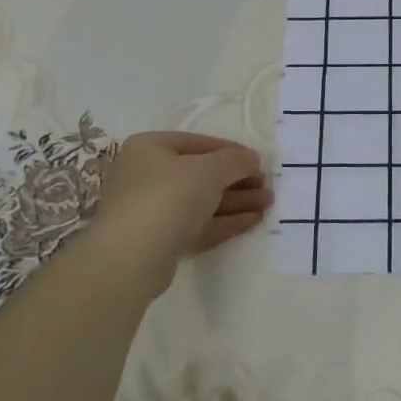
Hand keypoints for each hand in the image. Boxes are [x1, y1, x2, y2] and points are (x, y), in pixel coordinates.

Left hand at [86, 132, 271, 269]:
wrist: (131, 258)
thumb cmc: (168, 196)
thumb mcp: (209, 170)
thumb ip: (235, 160)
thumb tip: (252, 159)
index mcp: (149, 148)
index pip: (197, 143)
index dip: (231, 151)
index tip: (258, 162)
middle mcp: (146, 176)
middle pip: (200, 174)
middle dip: (237, 180)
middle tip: (267, 186)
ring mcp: (151, 210)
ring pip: (201, 201)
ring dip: (236, 201)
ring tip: (268, 204)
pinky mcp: (160, 240)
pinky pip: (197, 225)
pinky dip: (224, 221)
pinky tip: (252, 221)